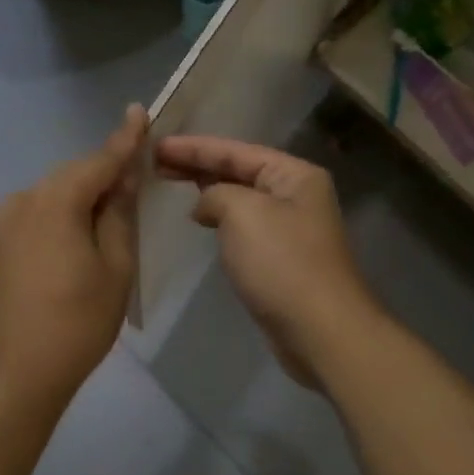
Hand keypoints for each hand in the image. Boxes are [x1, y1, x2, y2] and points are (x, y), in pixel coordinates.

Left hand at [0, 106, 147, 406]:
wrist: (13, 372)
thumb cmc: (76, 323)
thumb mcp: (115, 268)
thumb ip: (119, 215)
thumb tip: (123, 180)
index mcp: (55, 201)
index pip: (99, 160)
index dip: (125, 139)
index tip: (140, 111)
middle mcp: (23, 199)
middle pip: (74, 176)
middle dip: (105, 175)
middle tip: (137, 182)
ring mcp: (3, 222)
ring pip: (54, 195)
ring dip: (83, 199)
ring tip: (110, 220)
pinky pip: (37, 215)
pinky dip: (61, 216)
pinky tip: (77, 238)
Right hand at [155, 135, 381, 387]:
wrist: (319, 329)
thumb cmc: (281, 263)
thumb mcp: (243, 212)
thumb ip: (216, 194)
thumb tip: (206, 206)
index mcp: (294, 175)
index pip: (236, 150)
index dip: (193, 147)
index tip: (155, 145)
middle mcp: (295, 195)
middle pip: (238, 171)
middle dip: (197, 166)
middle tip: (154, 163)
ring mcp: (289, 228)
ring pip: (239, 199)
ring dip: (207, 190)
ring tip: (170, 183)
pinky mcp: (280, 259)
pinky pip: (242, 227)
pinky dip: (219, 219)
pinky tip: (200, 221)